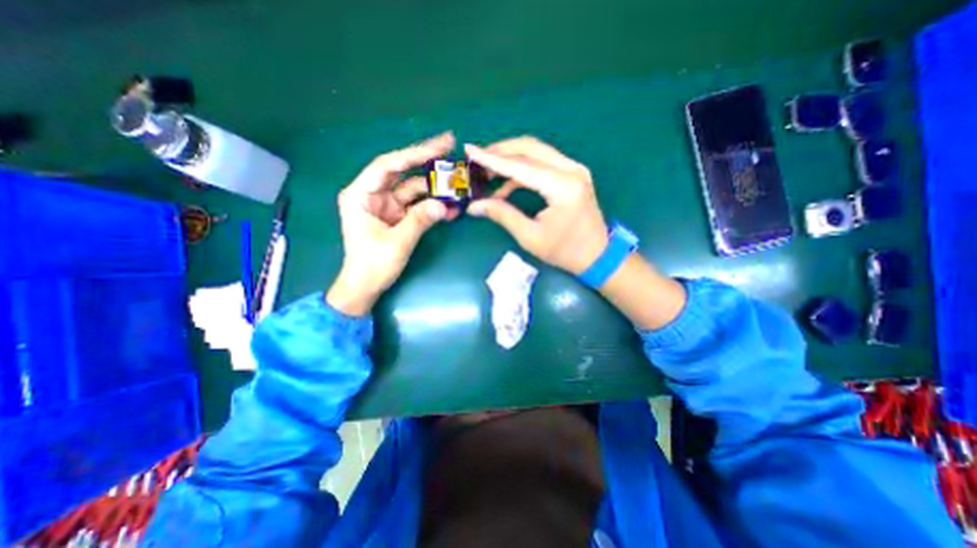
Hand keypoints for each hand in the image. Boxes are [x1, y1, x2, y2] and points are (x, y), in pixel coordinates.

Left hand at [324, 131, 454, 315]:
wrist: (366, 286)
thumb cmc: (372, 265)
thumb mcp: (397, 242)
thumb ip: (420, 221)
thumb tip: (445, 205)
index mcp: (361, 194)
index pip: (388, 165)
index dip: (414, 154)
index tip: (438, 146)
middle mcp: (373, 194)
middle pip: (402, 171)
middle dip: (426, 161)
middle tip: (450, 146)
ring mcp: (387, 204)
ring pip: (413, 187)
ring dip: (434, 187)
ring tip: (457, 183)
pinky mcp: (397, 215)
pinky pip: (417, 204)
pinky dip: (433, 204)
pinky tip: (451, 206)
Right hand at [464, 136, 607, 272]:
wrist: (597, 255)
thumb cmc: (565, 251)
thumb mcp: (530, 237)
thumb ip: (502, 215)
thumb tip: (474, 205)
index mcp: (562, 187)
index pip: (520, 166)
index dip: (492, 159)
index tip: (469, 149)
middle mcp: (571, 170)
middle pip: (530, 148)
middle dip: (500, 151)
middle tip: (478, 160)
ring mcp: (575, 169)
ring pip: (537, 151)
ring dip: (511, 158)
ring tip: (488, 172)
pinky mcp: (573, 174)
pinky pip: (543, 162)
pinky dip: (523, 170)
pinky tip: (507, 185)